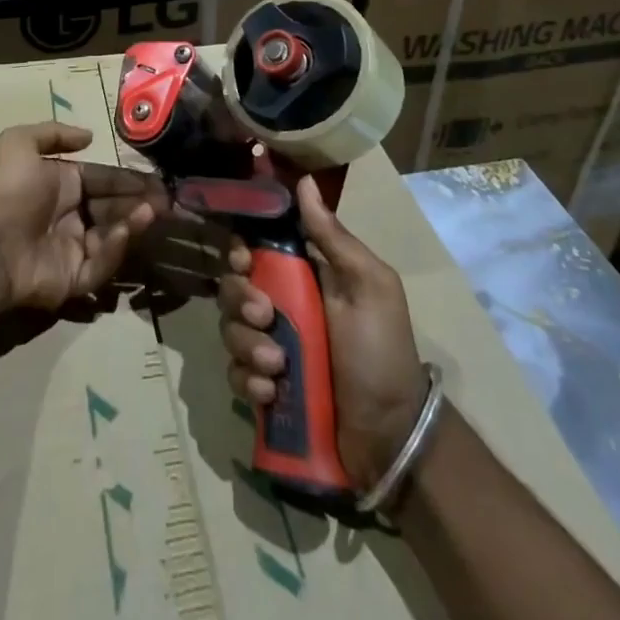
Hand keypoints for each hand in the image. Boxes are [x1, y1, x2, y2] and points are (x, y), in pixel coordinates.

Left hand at [0, 122, 165, 312]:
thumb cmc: (7, 189)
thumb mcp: (19, 143)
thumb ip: (54, 134)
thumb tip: (88, 136)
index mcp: (61, 185)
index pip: (103, 180)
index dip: (129, 179)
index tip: (157, 180)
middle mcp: (69, 216)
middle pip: (113, 209)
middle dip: (139, 203)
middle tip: (166, 200)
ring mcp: (72, 250)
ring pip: (113, 237)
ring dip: (134, 223)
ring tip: (151, 213)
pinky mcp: (73, 281)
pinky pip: (101, 266)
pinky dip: (115, 249)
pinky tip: (124, 232)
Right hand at [217, 174, 426, 492]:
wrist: (390, 437)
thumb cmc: (382, 351)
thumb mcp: (370, 286)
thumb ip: (334, 238)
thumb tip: (305, 181)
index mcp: (303, 276)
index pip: (255, 247)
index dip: (240, 248)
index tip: (243, 259)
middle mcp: (280, 306)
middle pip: (233, 285)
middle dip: (239, 299)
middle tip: (265, 317)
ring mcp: (268, 347)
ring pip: (229, 328)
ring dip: (246, 344)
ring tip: (276, 366)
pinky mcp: (262, 387)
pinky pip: (234, 373)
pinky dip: (247, 381)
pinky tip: (270, 393)